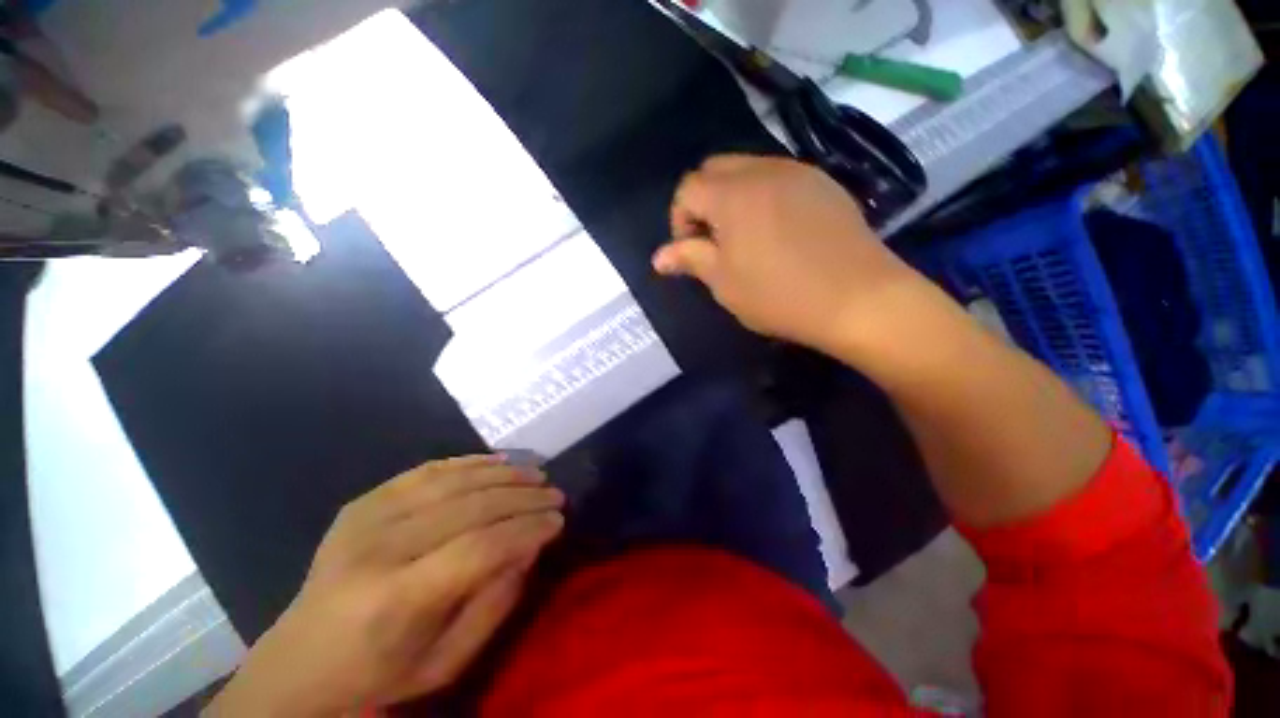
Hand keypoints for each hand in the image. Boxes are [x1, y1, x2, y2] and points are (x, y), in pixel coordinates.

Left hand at [206, 456, 564, 716]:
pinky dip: (469, 462)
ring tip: (536, 473)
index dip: (526, 529)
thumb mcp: (445, 663)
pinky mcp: (362, 502)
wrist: (298, 662)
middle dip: (523, 498)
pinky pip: (426, 470)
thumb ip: (494, 605)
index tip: (559, 521)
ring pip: (451, 481)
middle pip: (469, 507)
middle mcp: (377, 550)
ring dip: (503, 473)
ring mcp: (365, 519)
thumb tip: (529, 546)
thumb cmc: (379, 673)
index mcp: (393, 601)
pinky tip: (499, 461)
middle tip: (555, 494)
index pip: (478, 549)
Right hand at [653, 155, 926, 355]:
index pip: (687, 188)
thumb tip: (658, 257)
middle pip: (716, 169)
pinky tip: (777, 232)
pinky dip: (764, 197)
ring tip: (745, 239)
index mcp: (732, 195)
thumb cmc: (779, 295)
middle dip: (704, 202)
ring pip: (748, 169)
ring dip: (733, 198)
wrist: (859, 298)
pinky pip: (779, 178)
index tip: (692, 252)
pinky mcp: (824, 183)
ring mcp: (798, 172)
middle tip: (714, 242)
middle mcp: (763, 170)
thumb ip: (689, 259)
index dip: (680, 220)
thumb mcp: (724, 283)